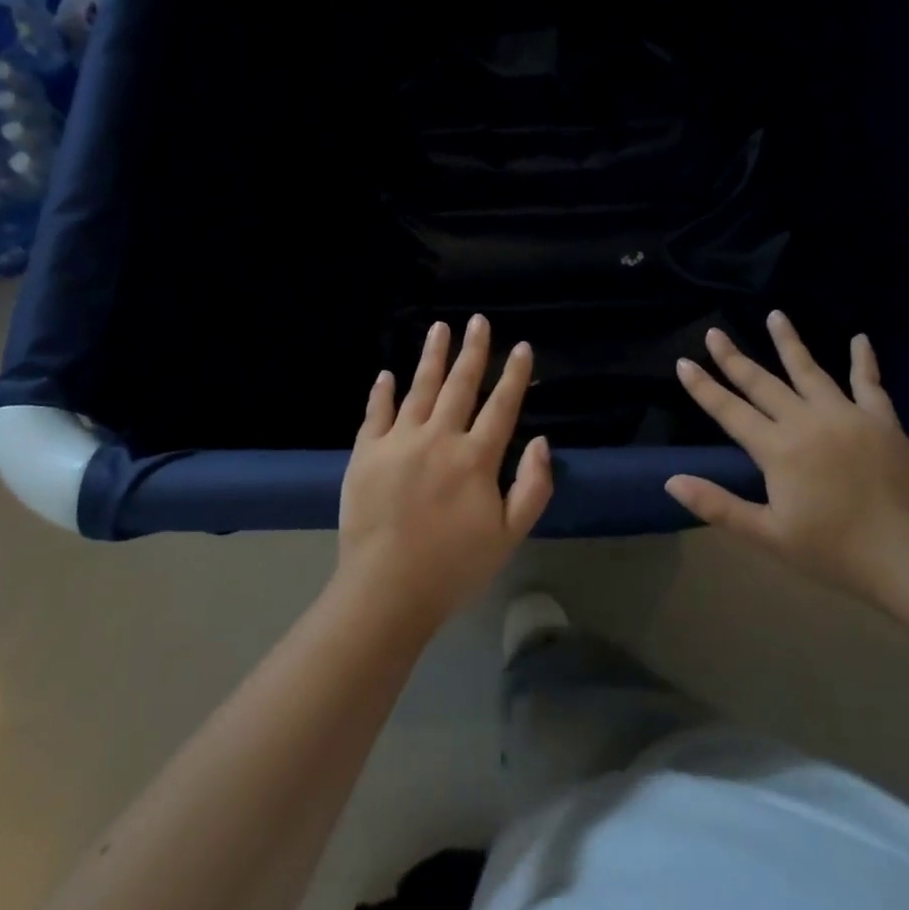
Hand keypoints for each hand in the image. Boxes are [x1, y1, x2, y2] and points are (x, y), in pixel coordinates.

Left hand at [338, 315, 552, 631]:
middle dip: (473, 351)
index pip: (501, 406)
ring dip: (431, 357)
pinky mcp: (366, 453)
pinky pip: (375, 413)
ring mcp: (399, 441)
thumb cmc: (454, 566)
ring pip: (419, 388)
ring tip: (439, 328)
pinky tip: (386, 374)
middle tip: (478, 321)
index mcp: (476, 458)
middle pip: (460, 385)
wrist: (387, 589)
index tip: (521, 347)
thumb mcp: (509, 535)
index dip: (514, 375)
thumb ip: (532, 487)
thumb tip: (543, 442)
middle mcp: (439, 438)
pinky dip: (382, 392)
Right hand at [665, 313, 908, 597]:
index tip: (684, 362)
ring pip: (810, 371)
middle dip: (734, 358)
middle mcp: (806, 421)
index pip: (730, 411)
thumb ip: (717, 505)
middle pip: (763, 383)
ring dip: (789, 342)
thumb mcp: (767, 535)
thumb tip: (671, 481)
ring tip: (775, 315)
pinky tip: (859, 339)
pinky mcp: (882, 420)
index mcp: (777, 449)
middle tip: (715, 332)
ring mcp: (846, 416)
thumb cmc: (832, 550)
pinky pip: (869, 383)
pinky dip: (863, 360)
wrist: (907, 556)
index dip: (704, 388)